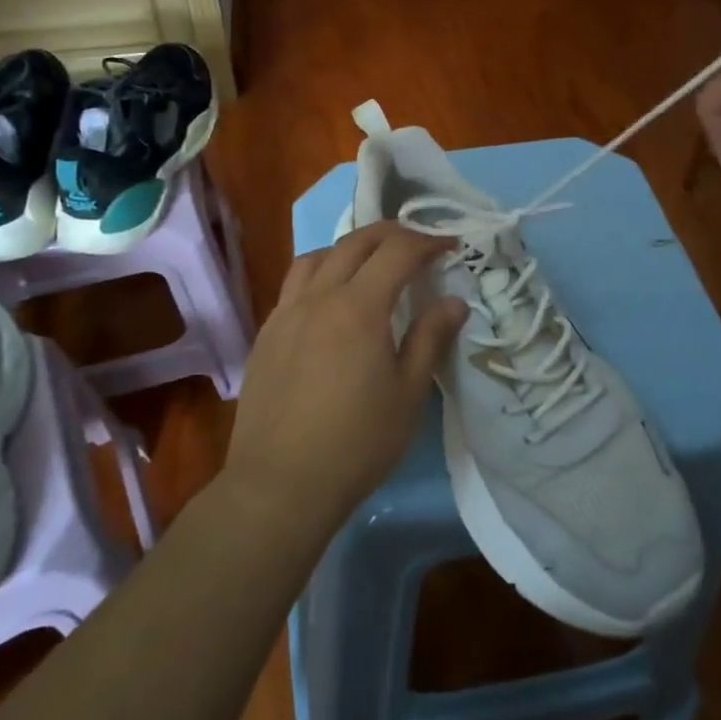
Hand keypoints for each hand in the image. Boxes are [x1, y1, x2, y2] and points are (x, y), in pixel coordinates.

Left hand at [224, 222, 466, 538]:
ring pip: (317, 257)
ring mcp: (286, 313)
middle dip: (391, 234)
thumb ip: (430, 339)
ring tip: (370, 263)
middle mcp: (318, 297)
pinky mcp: (266, 334)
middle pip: (355, 243)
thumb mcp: (408, 394)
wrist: (279, 485)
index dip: (427, 242)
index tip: (450, 246)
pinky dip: (320, 273)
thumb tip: (454, 300)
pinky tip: (329, 300)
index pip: (397, 252)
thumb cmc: (356, 443)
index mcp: (359, 307)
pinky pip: (294, 284)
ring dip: (350, 248)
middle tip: (417, 244)